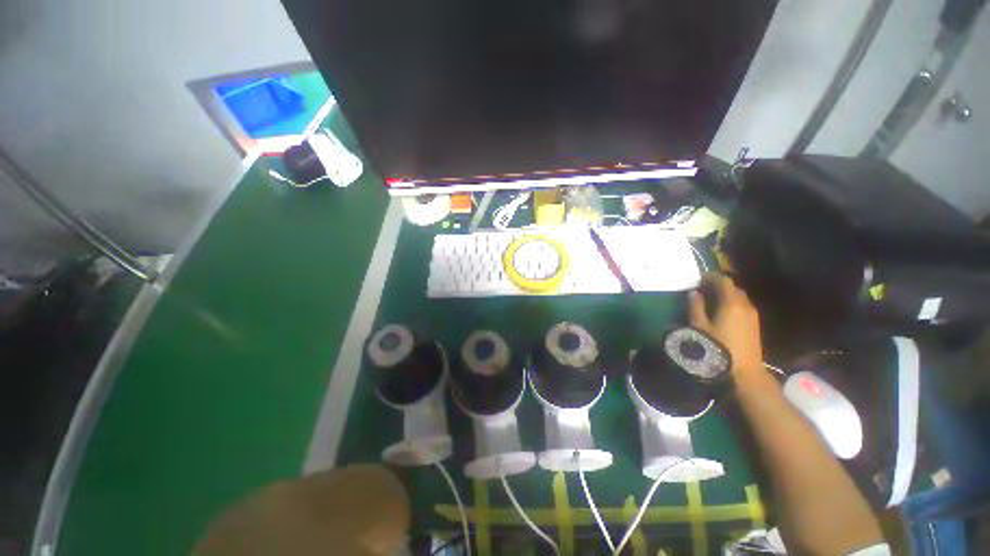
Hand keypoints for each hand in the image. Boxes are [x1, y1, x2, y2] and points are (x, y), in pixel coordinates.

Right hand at [689, 273, 764, 379]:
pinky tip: (722, 311)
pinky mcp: (755, 324)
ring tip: (711, 299)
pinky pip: (743, 306)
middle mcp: (745, 305)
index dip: (711, 277)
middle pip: (733, 288)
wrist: (745, 371)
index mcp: (731, 303)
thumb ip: (696, 307)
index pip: (724, 281)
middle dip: (719, 285)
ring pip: (739, 297)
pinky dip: (732, 303)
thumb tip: (694, 293)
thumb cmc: (718, 348)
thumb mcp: (700, 327)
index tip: (699, 278)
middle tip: (703, 288)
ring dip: (726, 294)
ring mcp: (752, 315)